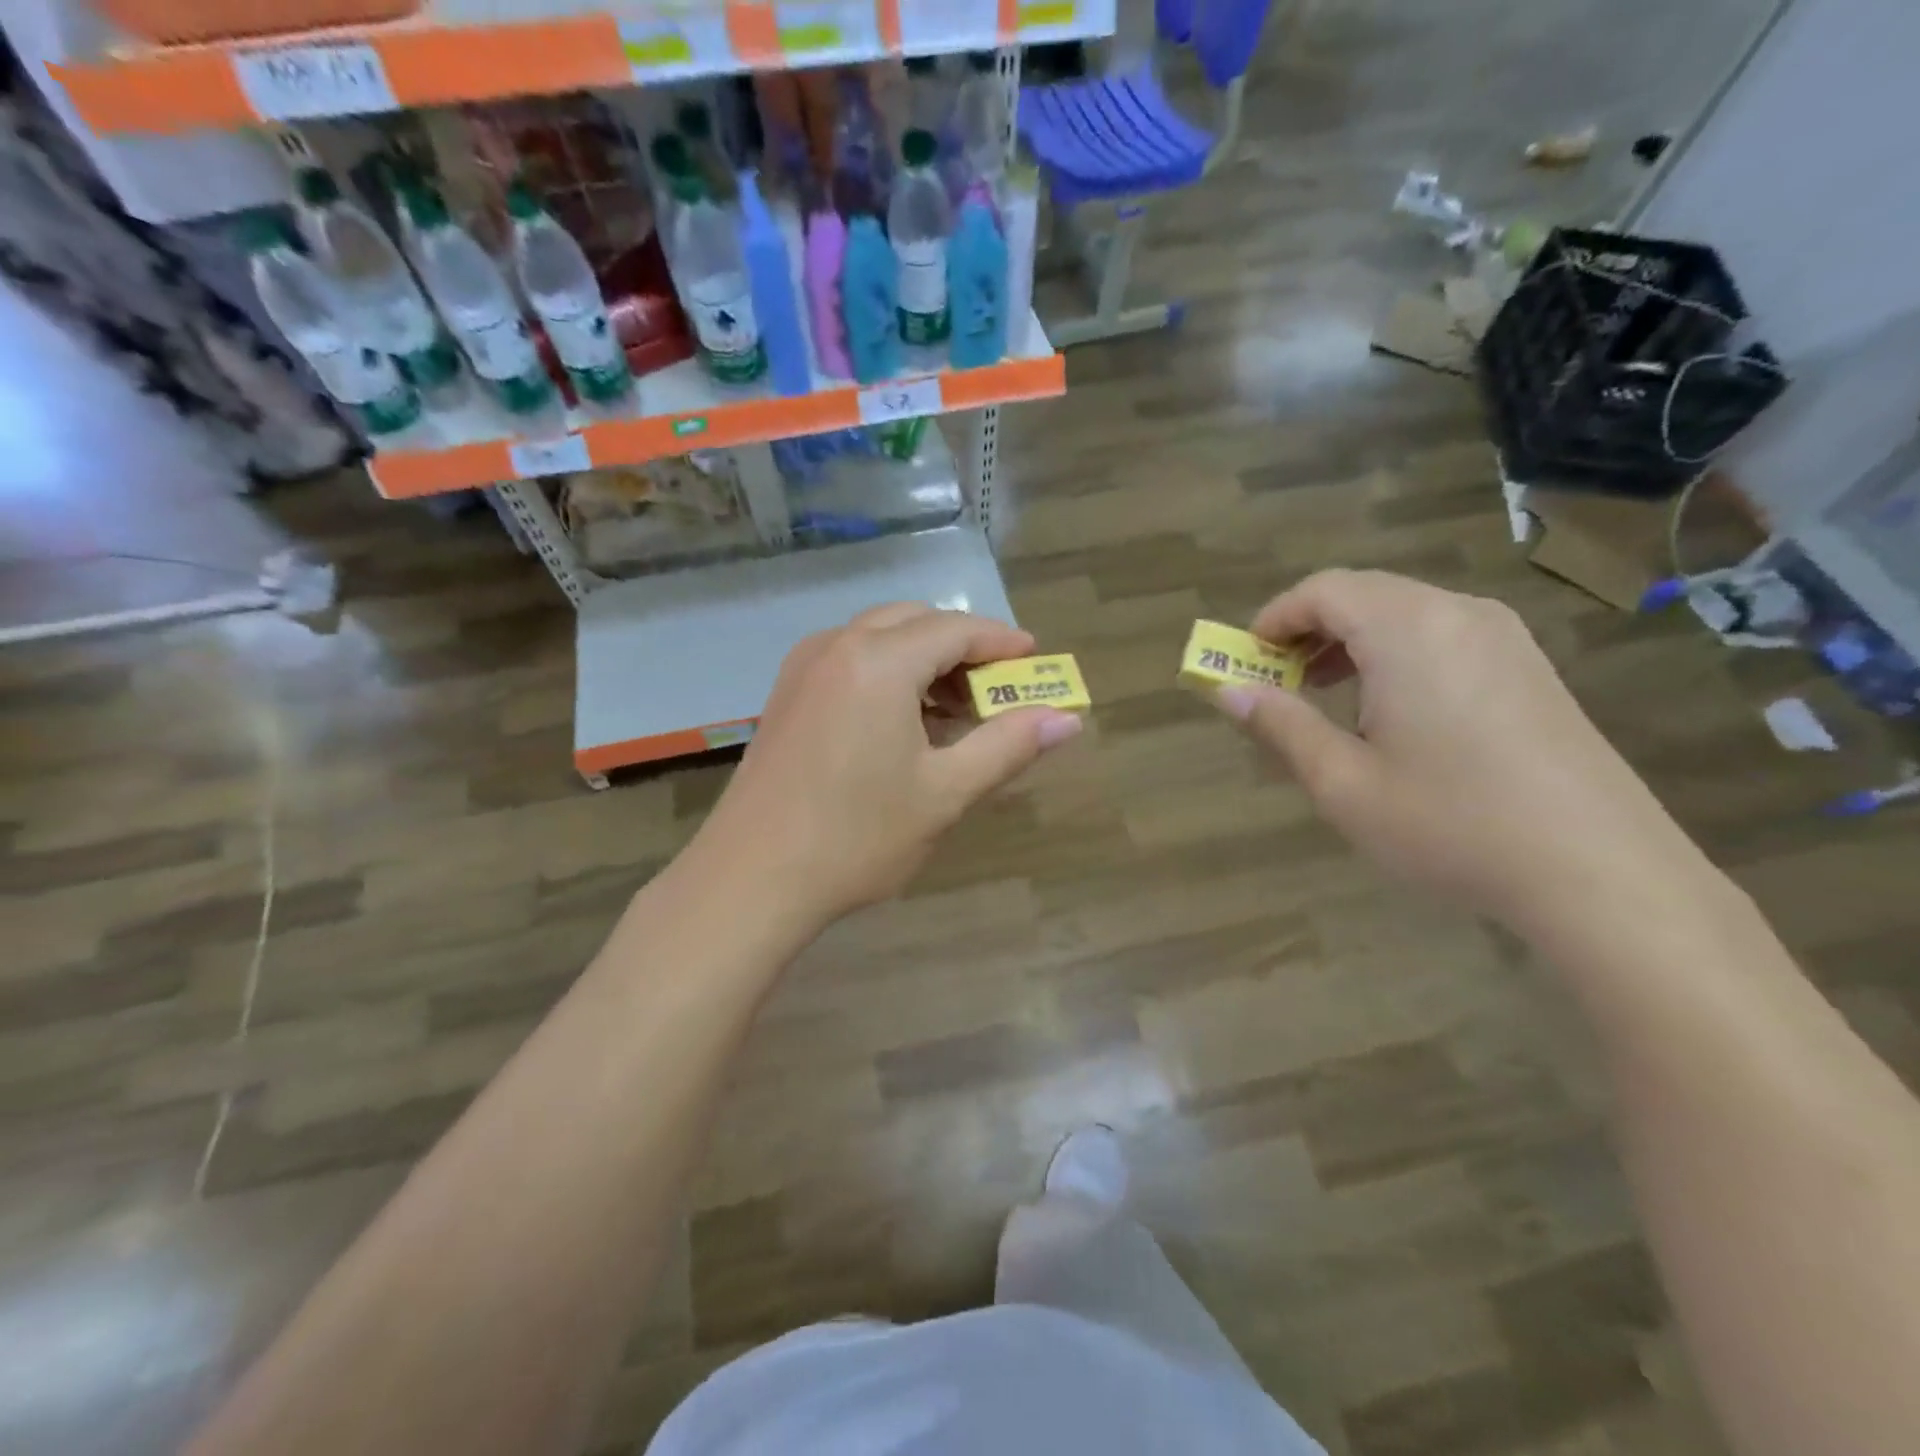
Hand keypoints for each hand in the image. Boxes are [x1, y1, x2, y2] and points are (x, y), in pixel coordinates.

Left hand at [697, 604, 1083, 926]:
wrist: (751, 879)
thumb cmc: (857, 837)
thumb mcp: (945, 793)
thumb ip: (1008, 746)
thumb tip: (1068, 720)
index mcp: (879, 661)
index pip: (955, 628)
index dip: (1001, 641)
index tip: (1035, 659)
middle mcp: (837, 647)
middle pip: (915, 621)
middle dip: (962, 647)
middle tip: (995, 690)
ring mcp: (804, 668)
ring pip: (879, 638)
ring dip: (923, 659)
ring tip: (954, 712)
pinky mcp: (786, 695)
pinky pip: (850, 660)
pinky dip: (887, 673)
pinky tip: (902, 722)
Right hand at [1215, 570, 1698, 925]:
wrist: (1601, 873)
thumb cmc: (1452, 825)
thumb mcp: (1343, 783)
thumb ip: (1281, 727)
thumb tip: (1227, 692)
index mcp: (1408, 630)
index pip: (1322, 590)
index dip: (1274, 618)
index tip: (1247, 661)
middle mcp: (1458, 614)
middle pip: (1364, 593)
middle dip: (1309, 629)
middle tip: (1280, 683)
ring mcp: (1504, 638)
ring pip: (1405, 612)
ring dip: (1352, 641)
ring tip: (1328, 697)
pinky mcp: (1530, 668)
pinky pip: (1444, 635)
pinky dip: (1397, 654)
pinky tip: (1392, 712)